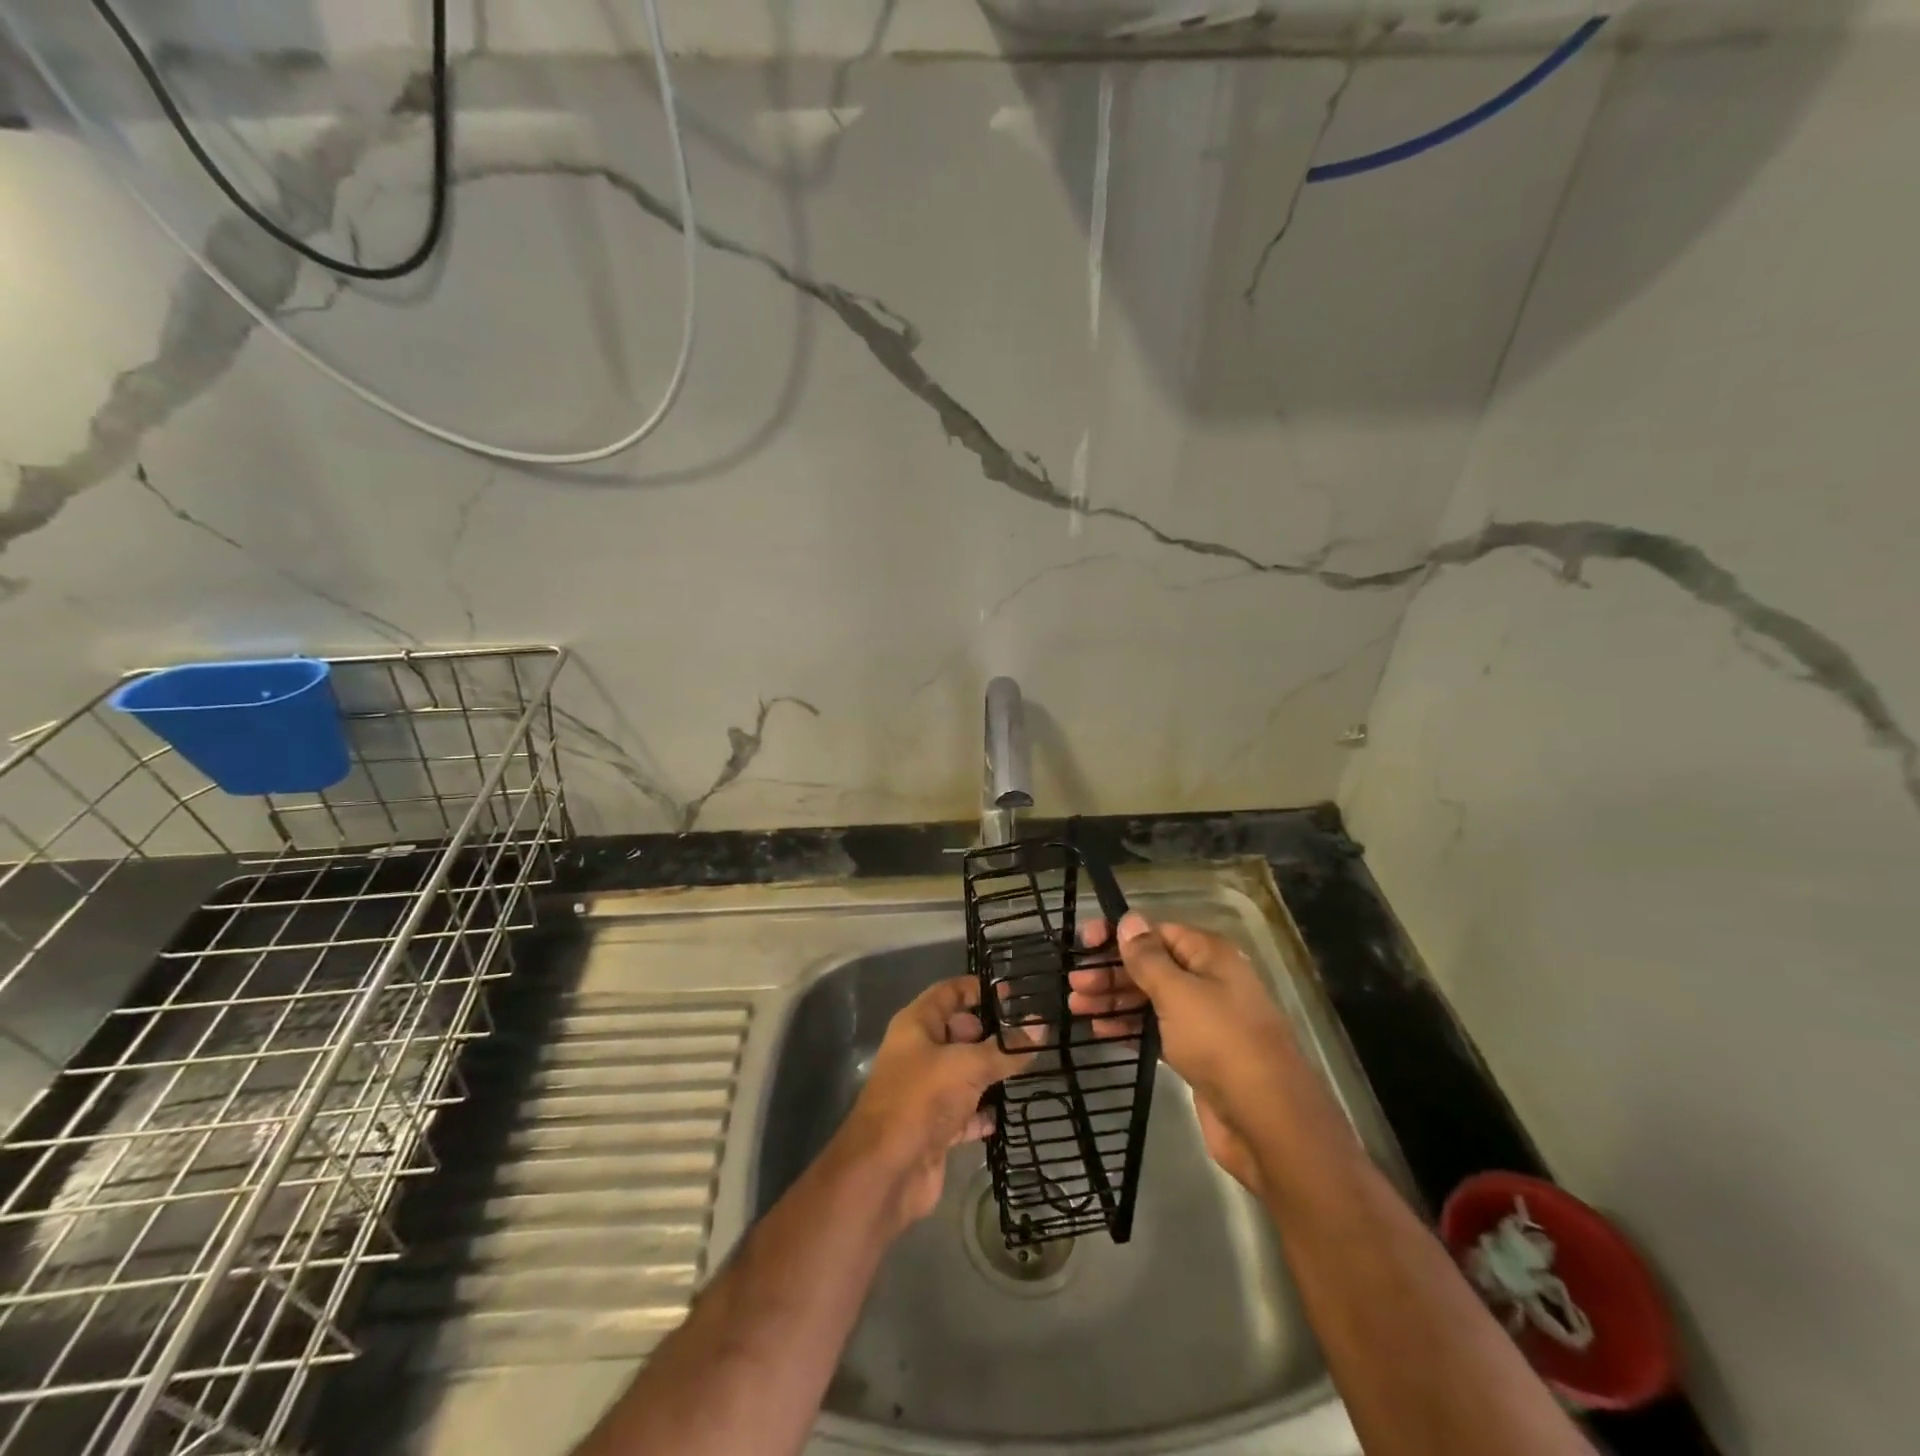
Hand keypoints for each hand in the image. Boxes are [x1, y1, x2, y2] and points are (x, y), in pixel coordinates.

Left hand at [833, 976, 1033, 1231]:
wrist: (886, 1171)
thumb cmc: (921, 1099)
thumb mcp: (968, 1066)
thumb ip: (1005, 1050)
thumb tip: (1041, 1028)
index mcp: (916, 1025)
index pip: (948, 993)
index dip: (976, 989)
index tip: (1012, 993)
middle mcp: (919, 1053)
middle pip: (958, 1033)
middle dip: (990, 1033)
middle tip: (1029, 1035)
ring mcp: (926, 1091)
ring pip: (964, 1073)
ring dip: (991, 1073)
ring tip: (1030, 1068)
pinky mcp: (935, 1127)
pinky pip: (966, 1111)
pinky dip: (984, 1112)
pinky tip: (1008, 1113)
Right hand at [1072, 913, 1299, 1199]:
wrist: (1267, 1121)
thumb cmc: (1220, 1042)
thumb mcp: (1178, 992)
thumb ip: (1148, 957)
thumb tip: (1129, 918)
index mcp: (1209, 956)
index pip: (1157, 931)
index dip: (1119, 935)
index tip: (1083, 943)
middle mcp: (1208, 981)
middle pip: (1151, 966)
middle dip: (1111, 972)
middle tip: (1073, 984)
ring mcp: (1204, 1019)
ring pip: (1151, 999)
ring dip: (1114, 999)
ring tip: (1076, 1006)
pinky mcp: (1197, 1054)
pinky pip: (1156, 1030)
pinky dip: (1130, 1027)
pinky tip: (1101, 1031)